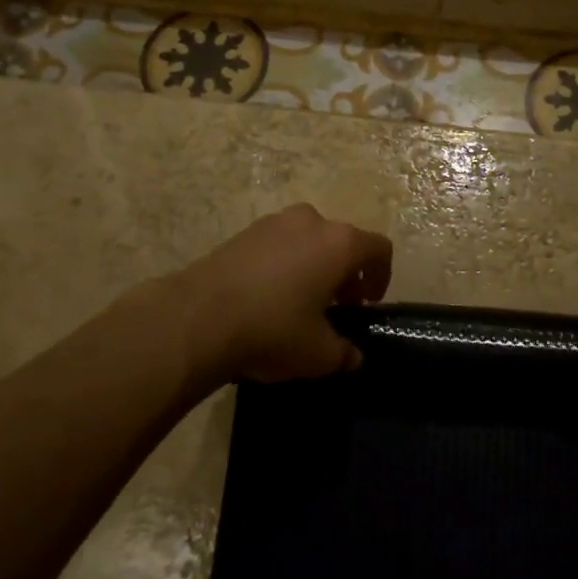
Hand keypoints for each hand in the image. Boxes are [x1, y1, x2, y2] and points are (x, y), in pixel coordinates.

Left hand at [177, 204, 392, 384]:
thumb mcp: (318, 354)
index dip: (381, 276)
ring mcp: (273, 222)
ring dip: (313, 266)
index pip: (379, 249)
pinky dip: (282, 265)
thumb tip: (352, 356)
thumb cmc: (272, 329)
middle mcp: (311, 222)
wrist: (196, 318)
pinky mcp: (242, 233)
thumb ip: (344, 353)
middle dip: (344, 273)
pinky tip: (266, 298)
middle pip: (342, 242)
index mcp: (340, 243)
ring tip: (299, 303)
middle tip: (335, 307)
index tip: (367, 304)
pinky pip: (277, 245)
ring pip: (307, 240)